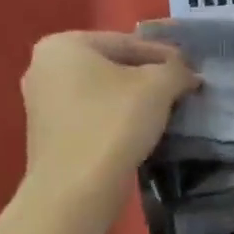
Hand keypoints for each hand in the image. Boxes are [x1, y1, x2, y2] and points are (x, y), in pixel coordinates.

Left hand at [20, 32, 198, 199]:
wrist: (74, 192)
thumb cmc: (113, 124)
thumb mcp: (158, 86)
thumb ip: (176, 70)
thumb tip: (186, 73)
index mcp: (63, 45)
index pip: (128, 42)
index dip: (165, 55)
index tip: (192, 70)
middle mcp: (44, 67)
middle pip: (113, 65)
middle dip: (149, 77)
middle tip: (182, 89)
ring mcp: (42, 103)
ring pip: (104, 91)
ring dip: (136, 99)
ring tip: (168, 110)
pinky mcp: (49, 134)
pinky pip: (93, 114)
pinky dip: (118, 117)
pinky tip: (143, 130)